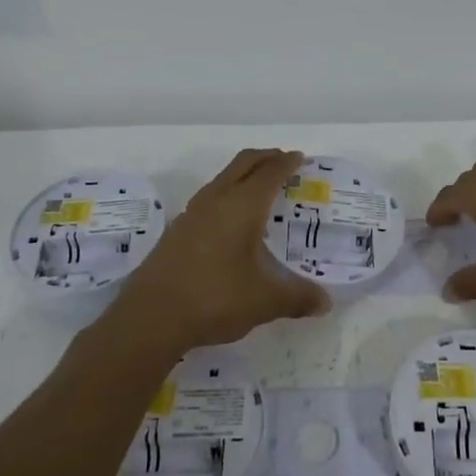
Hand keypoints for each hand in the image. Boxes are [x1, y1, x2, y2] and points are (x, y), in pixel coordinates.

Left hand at [105, 148, 327, 356]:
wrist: (150, 317)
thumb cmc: (215, 299)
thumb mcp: (265, 301)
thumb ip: (298, 298)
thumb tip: (325, 303)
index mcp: (242, 206)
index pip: (270, 172)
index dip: (287, 162)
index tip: (300, 158)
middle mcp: (217, 200)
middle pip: (244, 163)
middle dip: (266, 158)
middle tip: (284, 162)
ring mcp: (192, 213)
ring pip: (223, 179)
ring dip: (244, 175)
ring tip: (261, 190)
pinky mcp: (177, 230)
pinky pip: (209, 198)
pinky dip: (228, 195)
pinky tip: (232, 222)